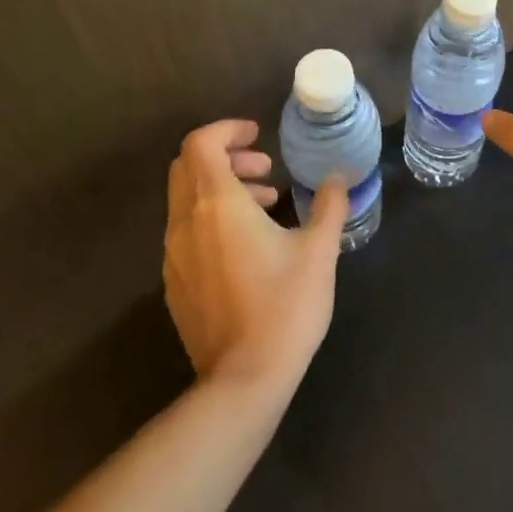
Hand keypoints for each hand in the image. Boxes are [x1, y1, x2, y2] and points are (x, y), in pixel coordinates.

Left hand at [163, 119, 348, 390]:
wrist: (243, 381)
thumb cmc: (285, 306)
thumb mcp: (319, 250)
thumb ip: (329, 205)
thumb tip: (338, 177)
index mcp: (217, 205)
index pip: (200, 144)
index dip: (227, 130)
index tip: (259, 136)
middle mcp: (186, 223)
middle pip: (187, 167)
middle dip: (225, 156)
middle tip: (265, 169)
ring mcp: (174, 256)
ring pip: (186, 200)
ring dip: (222, 188)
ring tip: (266, 205)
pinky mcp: (175, 284)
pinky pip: (186, 232)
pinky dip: (212, 219)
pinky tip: (248, 246)